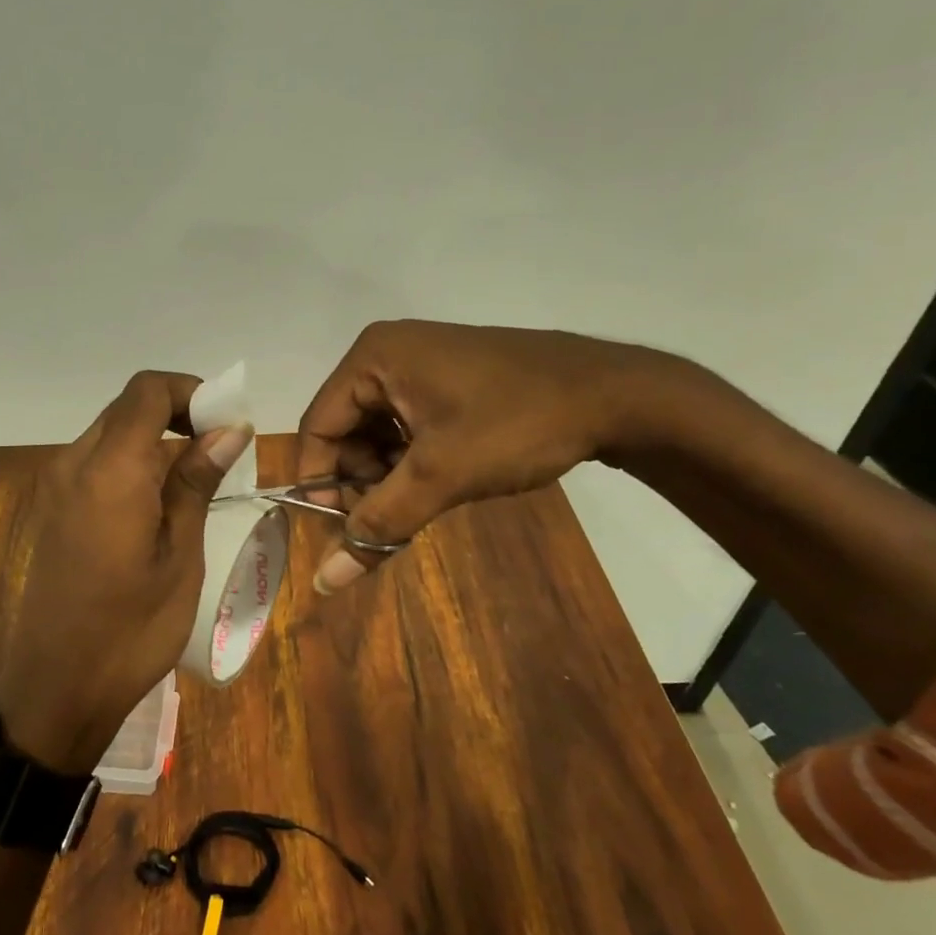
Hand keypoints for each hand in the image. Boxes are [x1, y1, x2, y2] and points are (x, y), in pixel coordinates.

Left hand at [0, 371, 253, 770]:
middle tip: (220, 450)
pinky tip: (158, 504)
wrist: (57, 686)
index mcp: (109, 470)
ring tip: (196, 480)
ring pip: (111, 433)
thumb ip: (197, 481)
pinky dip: (132, 463)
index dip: (190, 391)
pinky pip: (96, 463)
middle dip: (177, 413)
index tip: (225, 423)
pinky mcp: (53, 508)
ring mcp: (57, 485)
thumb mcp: (181, 554)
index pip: (147, 390)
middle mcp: (74, 463)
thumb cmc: (132, 627)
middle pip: (128, 407)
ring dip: (155, 440)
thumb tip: (229, 428)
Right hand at [297, 321, 672, 592]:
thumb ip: (378, 525)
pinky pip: (406, 424)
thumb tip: (323, 581)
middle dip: (359, 482)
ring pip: (376, 432)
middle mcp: (387, 353)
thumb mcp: (440, 476)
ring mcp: (419, 363)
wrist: (617, 394)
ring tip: (416, 505)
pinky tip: (435, 484)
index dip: (319, 483)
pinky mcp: (447, 379)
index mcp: (372, 358)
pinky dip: (410, 460)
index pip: (318, 427)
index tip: (340, 530)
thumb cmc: (517, 424)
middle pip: (345, 430)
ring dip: (386, 476)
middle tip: (386, 522)